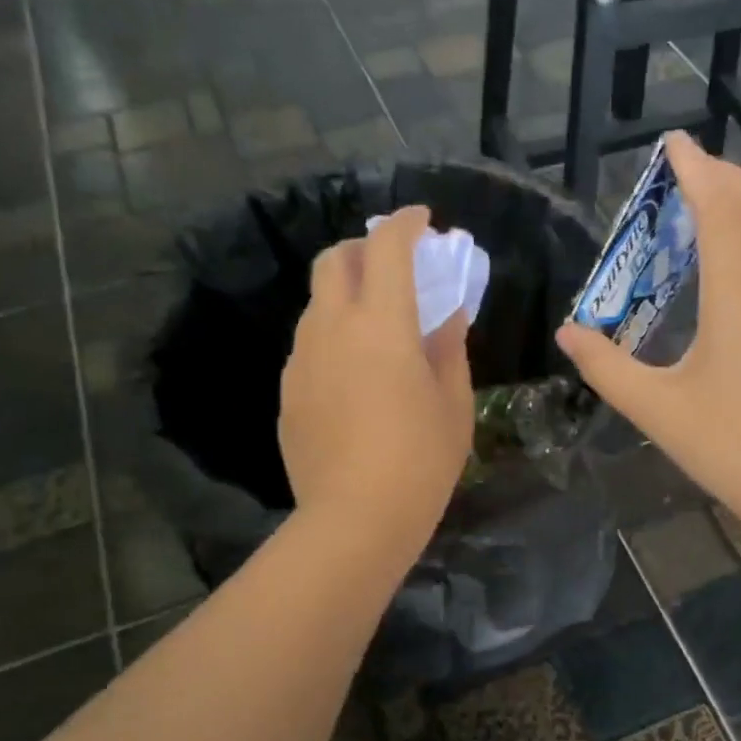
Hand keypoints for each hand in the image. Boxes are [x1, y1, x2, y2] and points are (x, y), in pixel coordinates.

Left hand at [279, 206, 473, 556]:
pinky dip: (333, 335)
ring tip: (377, 325)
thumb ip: (449, 347)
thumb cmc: (421, 461)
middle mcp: (332, 328)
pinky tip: (355, 373)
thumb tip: (448, 313)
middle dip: (365, 247)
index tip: (423, 220)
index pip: (388, 248)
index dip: (406, 224)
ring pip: (318, 303)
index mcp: (381, 324)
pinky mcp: (287, 391)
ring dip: (347, 294)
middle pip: (335, 259)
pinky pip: (310, 344)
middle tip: (394, 266)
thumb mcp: (453, 403)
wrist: (355, 519)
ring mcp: (301, 359)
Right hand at [556, 132, 740, 540]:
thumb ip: (607, 368)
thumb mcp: (656, 409)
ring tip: (711, 211)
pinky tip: (738, 272)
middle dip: (730, 177)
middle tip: (690, 174)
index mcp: (740, 300)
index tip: (674, 143)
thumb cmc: (729, 448)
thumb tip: (569, 334)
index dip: (698, 171)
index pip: (722, 211)